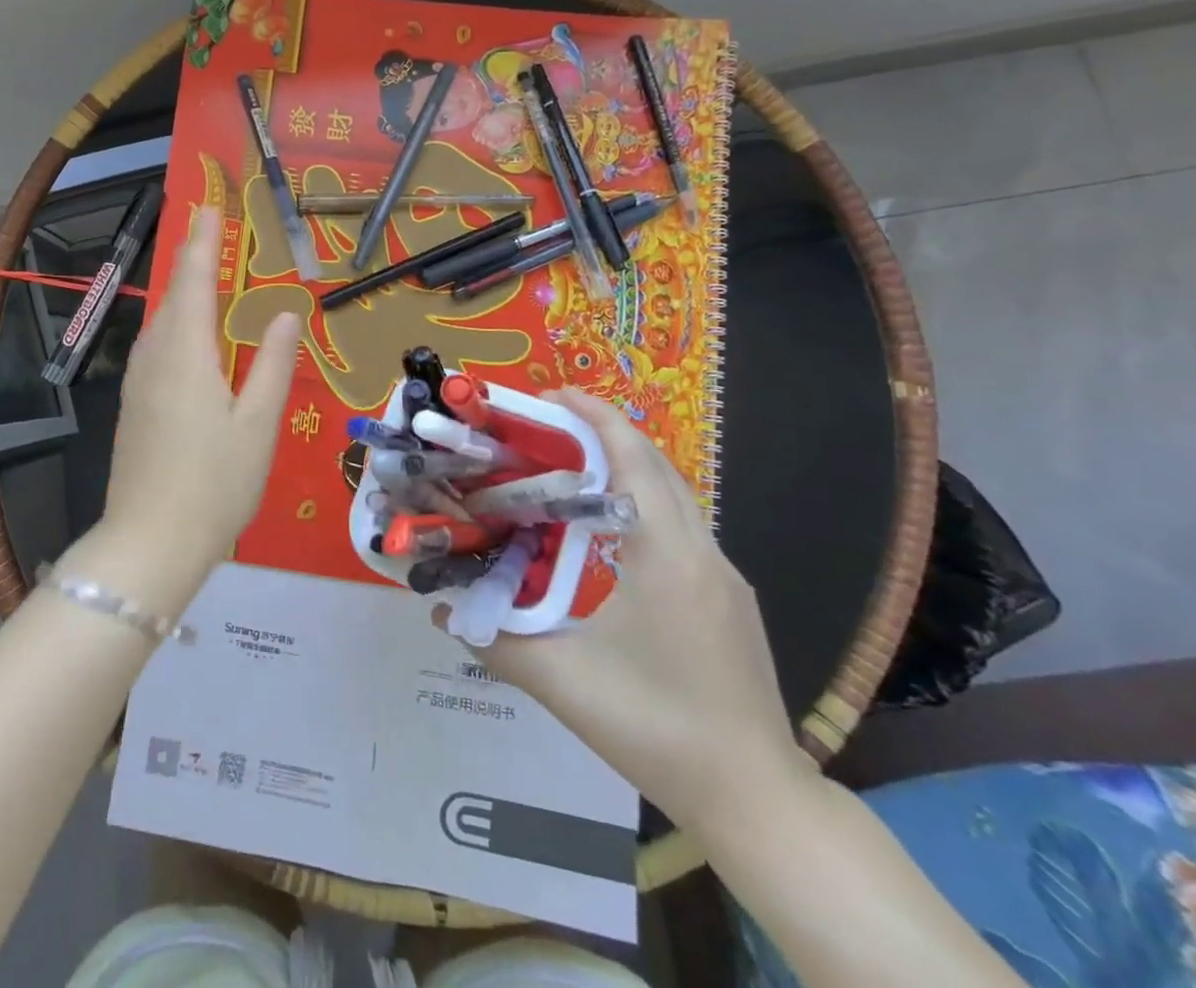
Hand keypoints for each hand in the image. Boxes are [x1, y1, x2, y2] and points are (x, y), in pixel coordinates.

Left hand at [100, 204, 300, 567]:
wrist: (150, 542)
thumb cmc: (215, 483)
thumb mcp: (258, 424)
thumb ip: (273, 364)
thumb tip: (287, 314)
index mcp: (187, 352)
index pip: (196, 279)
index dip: (204, 241)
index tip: (210, 206)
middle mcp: (156, 356)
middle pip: (174, 294)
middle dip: (191, 257)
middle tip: (209, 227)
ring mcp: (139, 381)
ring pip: (161, 320)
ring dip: (182, 290)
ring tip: (202, 270)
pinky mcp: (134, 404)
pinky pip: (156, 345)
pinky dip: (175, 322)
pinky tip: (187, 334)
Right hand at [448, 388, 810, 833]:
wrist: (757, 800)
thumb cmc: (656, 728)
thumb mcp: (561, 682)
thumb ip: (493, 639)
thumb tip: (438, 609)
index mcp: (665, 557)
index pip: (634, 460)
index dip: (594, 418)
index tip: (550, 396)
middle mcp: (702, 554)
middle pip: (657, 467)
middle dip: (605, 432)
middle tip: (547, 425)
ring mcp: (724, 577)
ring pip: (675, 496)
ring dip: (627, 466)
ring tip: (570, 465)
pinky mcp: (729, 601)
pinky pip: (683, 527)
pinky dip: (643, 501)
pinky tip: (609, 529)